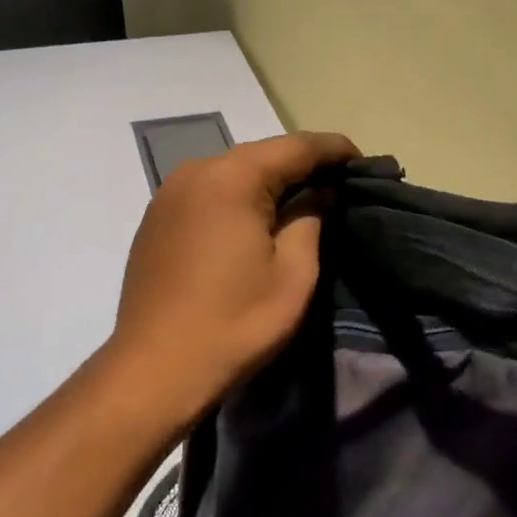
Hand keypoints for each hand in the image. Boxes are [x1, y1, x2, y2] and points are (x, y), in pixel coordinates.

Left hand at [107, 131, 358, 424]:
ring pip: (232, 172)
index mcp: (231, 178)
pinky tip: (253, 220)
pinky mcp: (155, 217)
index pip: (295, 147)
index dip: (333, 149)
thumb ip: (311, 219)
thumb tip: (320, 192)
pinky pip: (207, 192)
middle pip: (260, 155)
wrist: (153, 370)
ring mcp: (168, 193)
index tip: (363, 161)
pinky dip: (236, 197)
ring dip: (267, 181)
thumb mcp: (293, 274)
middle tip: (337, 184)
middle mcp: (195, 171)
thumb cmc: (234, 323)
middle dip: (301, 165)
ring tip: (301, 201)